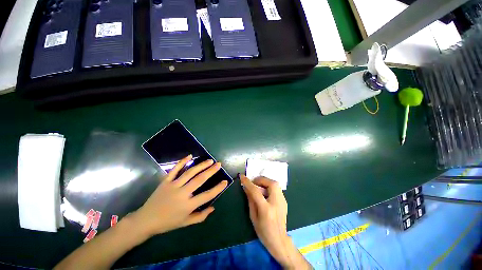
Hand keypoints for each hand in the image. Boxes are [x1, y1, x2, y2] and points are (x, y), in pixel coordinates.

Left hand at [132, 155, 227, 236]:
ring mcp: (173, 186)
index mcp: (188, 205)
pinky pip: (175, 169)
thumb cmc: (168, 223)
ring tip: (210, 160)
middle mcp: (182, 193)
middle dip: (211, 171)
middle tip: (219, 164)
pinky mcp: (165, 181)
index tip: (225, 181)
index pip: (207, 195)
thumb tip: (213, 207)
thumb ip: (201, 216)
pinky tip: (189, 156)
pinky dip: (182, 162)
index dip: (217, 188)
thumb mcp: (186, 223)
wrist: (146, 220)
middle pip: (199, 180)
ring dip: (201, 165)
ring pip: (190, 173)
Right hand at [241, 175, 310, 269]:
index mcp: (266, 209)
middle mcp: (277, 203)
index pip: (256, 191)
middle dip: (261, 179)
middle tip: (254, 183)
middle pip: (271, 183)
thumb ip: (250, 200)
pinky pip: (277, 188)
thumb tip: (246, 188)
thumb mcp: (253, 217)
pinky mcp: (285, 201)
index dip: (248, 183)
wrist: (279, 241)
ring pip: (275, 184)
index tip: (242, 177)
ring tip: (259, 187)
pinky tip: (265, 193)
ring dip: (265, 182)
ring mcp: (283, 201)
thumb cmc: (263, 232)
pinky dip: (269, 186)